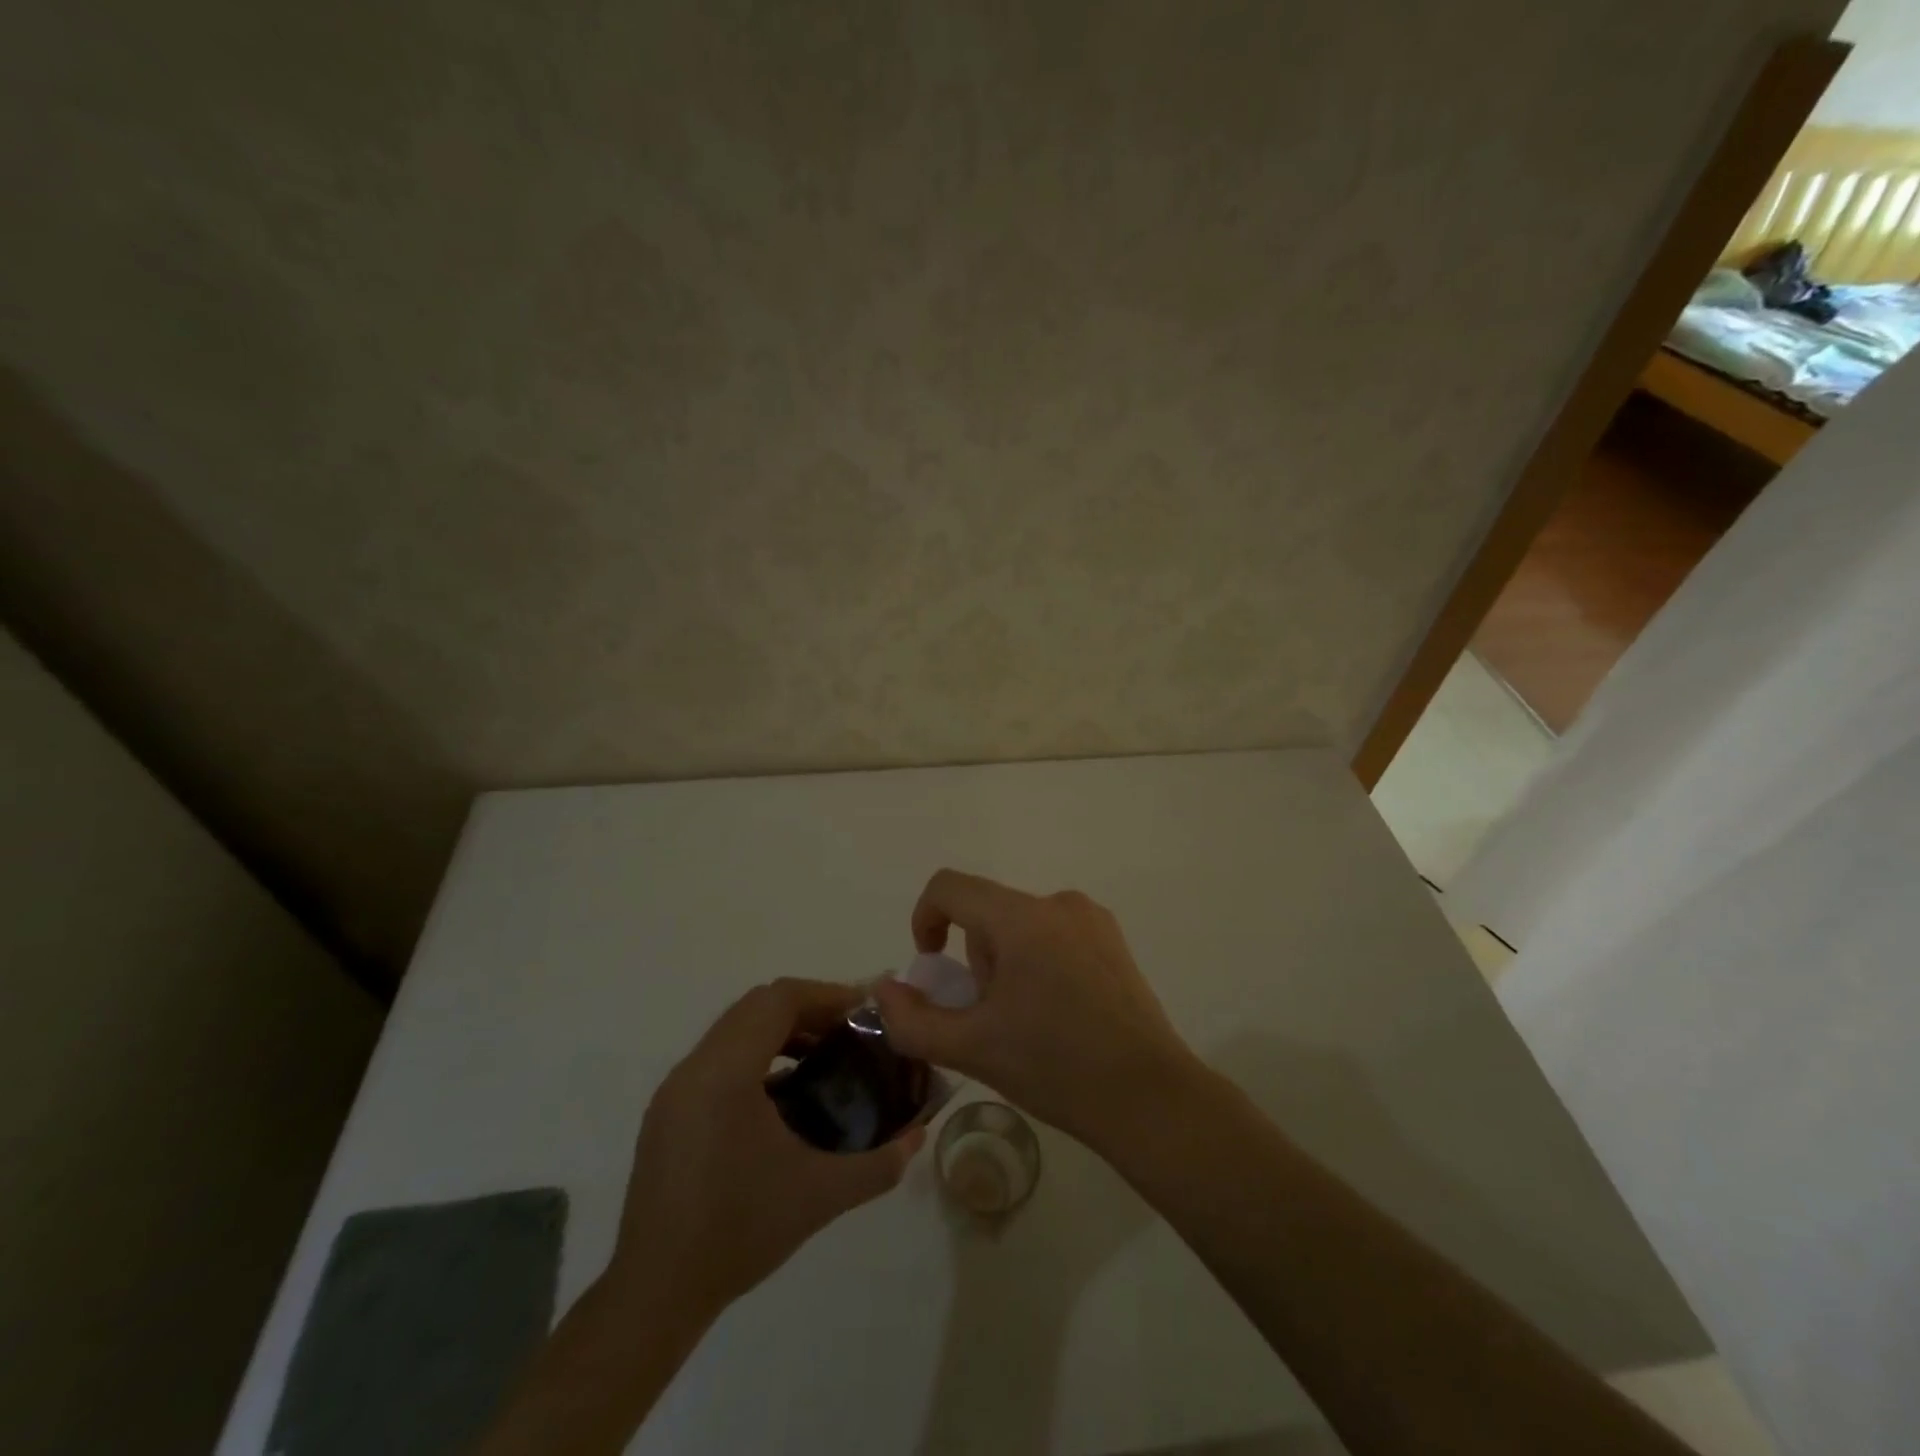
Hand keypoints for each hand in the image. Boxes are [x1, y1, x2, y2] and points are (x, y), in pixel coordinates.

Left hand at [605, 979, 924, 1321]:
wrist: (655, 1294)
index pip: (778, 999)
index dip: (826, 995)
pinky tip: (786, 1096)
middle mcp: (695, 1067)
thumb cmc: (739, 1234)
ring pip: (736, 1028)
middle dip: (809, 1009)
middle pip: (757, 1005)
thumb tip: (918, 1136)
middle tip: (850, 1033)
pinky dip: (757, 1055)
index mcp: (725, 1074)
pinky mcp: (669, 1109)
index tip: (864, 1014)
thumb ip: (878, 1163)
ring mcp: (676, 1088)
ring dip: (782, 1031)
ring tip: (824, 1058)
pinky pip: (720, 1056)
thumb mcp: (820, 1196)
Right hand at [873, 870, 1198, 1150]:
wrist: (1149, 1099)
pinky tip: (1059, 1016)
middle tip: (989, 1018)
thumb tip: (884, 989)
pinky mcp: (1113, 941)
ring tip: (1027, 1024)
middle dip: (974, 960)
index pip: (949, 887)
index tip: (931, 969)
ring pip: (1020, 926)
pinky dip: (1039, 963)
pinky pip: (1054, 935)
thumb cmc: (1056, 1068)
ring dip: (1006, 964)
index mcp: (1021, 918)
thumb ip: (912, 1019)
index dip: (925, 919)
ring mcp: (1092, 920)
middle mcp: (1057, 903)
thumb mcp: (972, 1049)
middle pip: (987, 913)